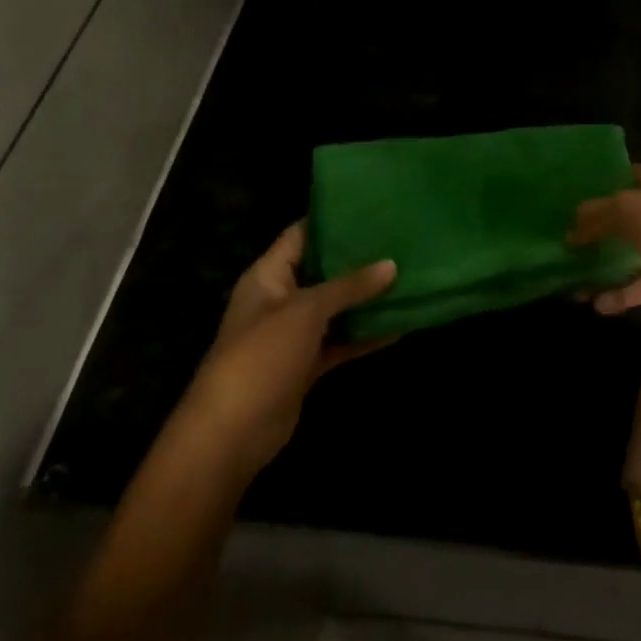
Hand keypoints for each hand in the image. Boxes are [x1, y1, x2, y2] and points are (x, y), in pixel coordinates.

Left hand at [178, 222, 394, 480]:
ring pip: (335, 308)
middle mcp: (280, 298)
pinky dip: (364, 335)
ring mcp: (293, 334)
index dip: (332, 219)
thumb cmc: (262, 355)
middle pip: (322, 270)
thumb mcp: (306, 310)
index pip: (300, 234)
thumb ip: (349, 286)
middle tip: (400, 239)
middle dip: (358, 259)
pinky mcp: (306, 365)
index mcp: (267, 275)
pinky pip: (340, 341)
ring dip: (366, 298)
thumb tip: (391, 265)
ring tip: (408, 276)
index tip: (372, 207)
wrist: (232, 433)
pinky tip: (399, 325)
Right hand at [568, 165, 640, 331]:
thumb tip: (570, 227)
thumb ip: (598, 215)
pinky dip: (621, 294)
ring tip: (568, 280)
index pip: (621, 176)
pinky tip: (596, 305)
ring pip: (629, 254)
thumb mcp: (633, 211)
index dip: (594, 186)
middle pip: (622, 218)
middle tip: (556, 244)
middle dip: (592, 231)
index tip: (562, 200)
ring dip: (602, 267)